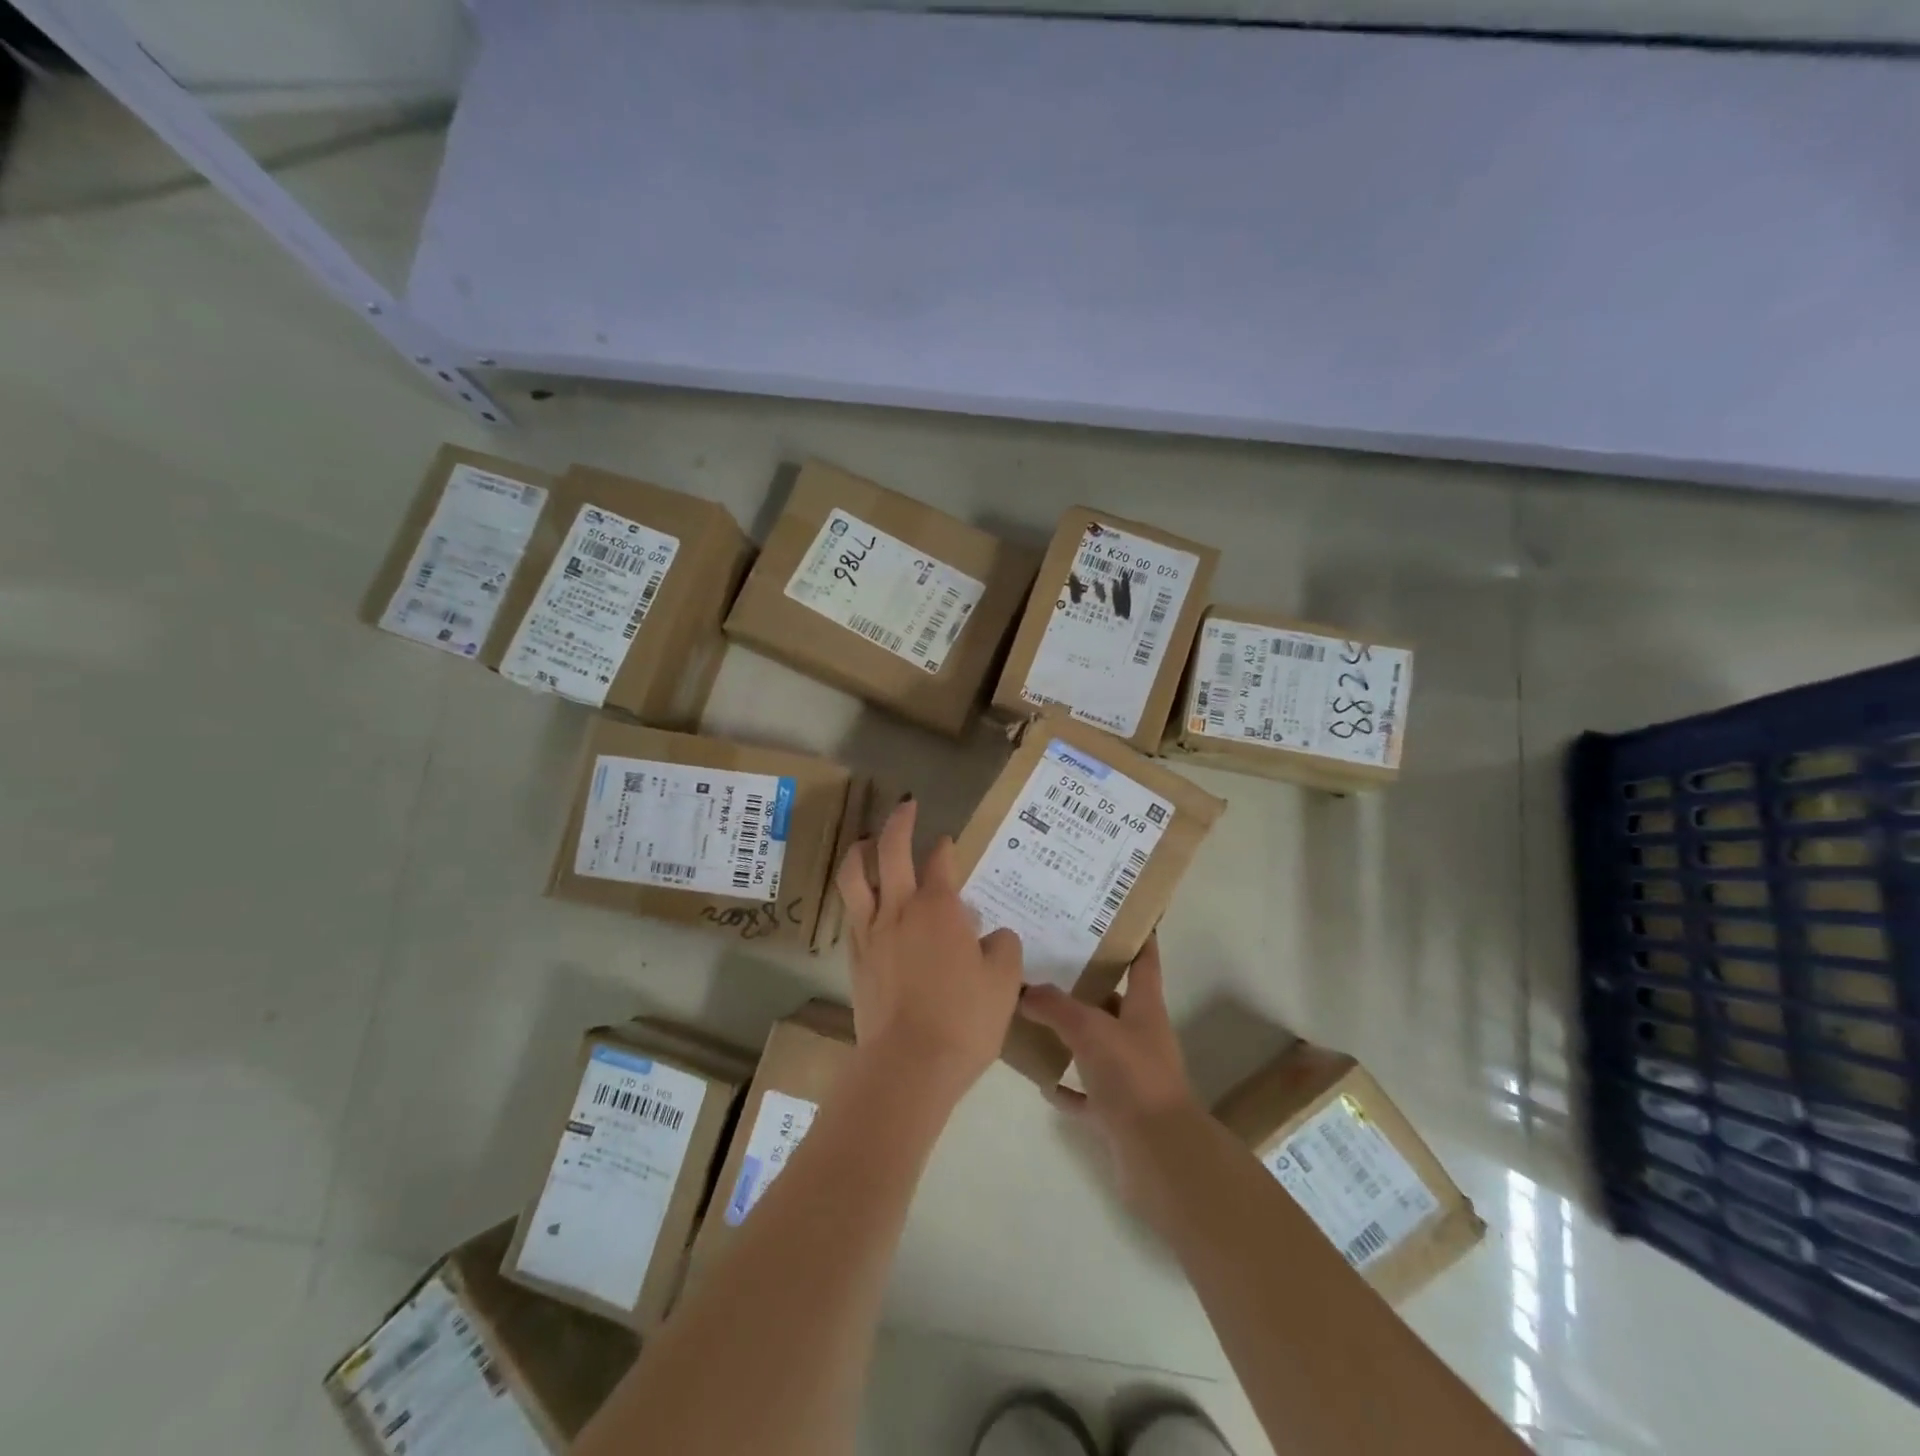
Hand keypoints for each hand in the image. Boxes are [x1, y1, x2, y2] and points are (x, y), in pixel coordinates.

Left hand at [834, 797, 1024, 1101]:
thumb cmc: (964, 1019)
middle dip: (899, 822)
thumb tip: (992, 935)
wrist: (909, 1065)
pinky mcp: (856, 958)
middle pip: (891, 850)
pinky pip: (852, 913)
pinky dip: (857, 895)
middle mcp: (900, 909)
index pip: (940, 861)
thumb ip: (1003, 947)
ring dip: (860, 851)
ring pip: (855, 876)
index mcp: (939, 907)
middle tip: (906, 806)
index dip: (945, 847)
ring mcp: (871, 932)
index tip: (948, 841)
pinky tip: (865, 901)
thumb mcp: (1004, 981)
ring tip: (867, 841)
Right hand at [1016, 935, 1204, 1212]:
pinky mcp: (1118, 1112)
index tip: (1120, 915)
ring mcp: (1131, 1076)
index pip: (1144, 962)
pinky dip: (1067, 1086)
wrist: (1159, 1155)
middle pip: (1114, 1001)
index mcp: (1145, 1009)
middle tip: (1051, 961)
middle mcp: (1141, 1037)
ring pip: (1098, 1045)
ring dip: (1072, 1035)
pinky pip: (1087, 1092)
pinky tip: (1041, 1079)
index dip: (1137, 937)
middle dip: (1087, 984)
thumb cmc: (1132, 1077)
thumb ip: (1056, 1007)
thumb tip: (1025, 991)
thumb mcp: (1090, 1030)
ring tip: (1035, 1016)